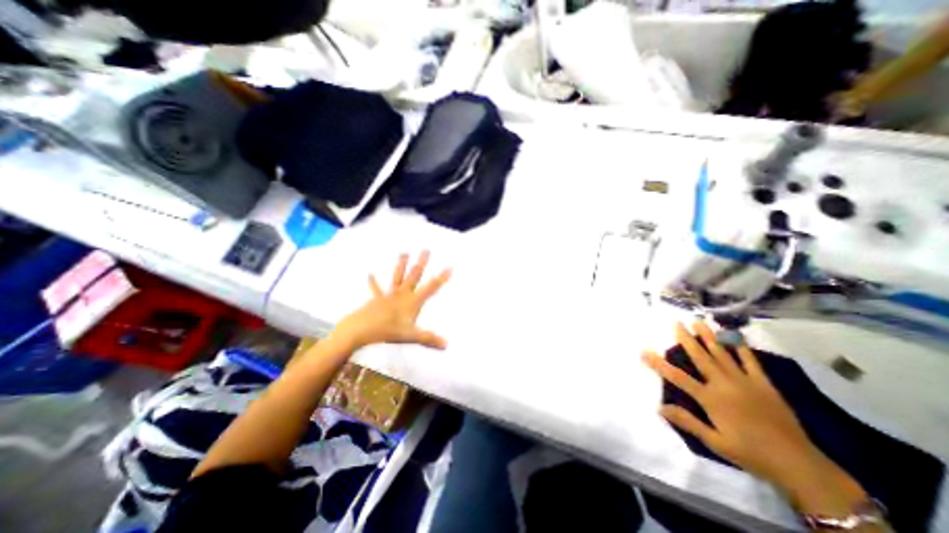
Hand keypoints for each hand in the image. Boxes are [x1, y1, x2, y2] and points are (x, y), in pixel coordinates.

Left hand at [334, 251, 450, 351]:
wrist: (360, 329)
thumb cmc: (388, 331)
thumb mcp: (411, 336)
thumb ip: (429, 339)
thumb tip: (446, 345)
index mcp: (413, 301)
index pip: (431, 287)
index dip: (441, 278)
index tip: (449, 267)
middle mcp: (403, 294)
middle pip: (414, 275)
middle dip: (421, 263)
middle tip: (426, 250)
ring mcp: (389, 295)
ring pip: (397, 277)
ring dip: (401, 265)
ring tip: (404, 252)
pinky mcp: (377, 299)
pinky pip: (376, 289)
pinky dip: (373, 282)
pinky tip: (369, 274)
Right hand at [645, 323, 852, 496]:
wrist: (800, 464)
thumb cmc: (750, 453)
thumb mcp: (715, 442)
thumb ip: (688, 422)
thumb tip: (660, 407)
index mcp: (710, 398)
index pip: (678, 377)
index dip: (659, 363)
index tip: (645, 351)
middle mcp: (724, 384)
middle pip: (700, 357)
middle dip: (686, 339)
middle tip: (677, 323)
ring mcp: (745, 381)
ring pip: (722, 354)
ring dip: (709, 337)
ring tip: (699, 322)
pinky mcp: (764, 383)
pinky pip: (750, 361)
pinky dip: (741, 347)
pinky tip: (734, 336)